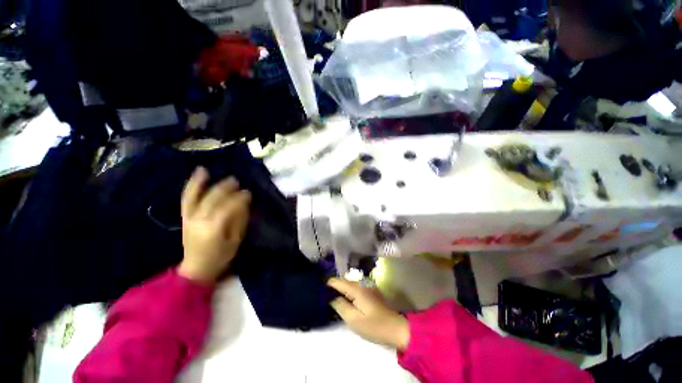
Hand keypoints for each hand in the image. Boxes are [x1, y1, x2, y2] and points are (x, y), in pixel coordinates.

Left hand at [178, 167, 250, 283]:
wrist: (197, 267)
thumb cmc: (221, 255)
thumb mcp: (236, 240)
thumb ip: (240, 220)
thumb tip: (245, 202)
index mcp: (214, 228)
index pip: (228, 207)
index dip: (239, 198)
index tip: (248, 193)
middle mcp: (199, 220)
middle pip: (213, 198)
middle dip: (226, 188)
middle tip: (237, 181)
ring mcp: (189, 217)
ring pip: (196, 195)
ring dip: (203, 182)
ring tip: (209, 170)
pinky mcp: (185, 216)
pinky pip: (187, 197)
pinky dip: (192, 185)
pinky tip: (198, 174)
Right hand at [327, 278, 409, 350]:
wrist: (395, 328)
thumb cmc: (374, 326)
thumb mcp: (354, 320)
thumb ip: (340, 306)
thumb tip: (331, 297)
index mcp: (357, 288)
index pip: (337, 281)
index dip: (327, 285)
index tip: (319, 291)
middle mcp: (362, 282)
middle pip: (343, 281)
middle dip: (334, 287)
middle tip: (324, 297)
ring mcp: (367, 285)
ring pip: (349, 283)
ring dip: (341, 289)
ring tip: (332, 299)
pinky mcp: (370, 290)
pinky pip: (355, 287)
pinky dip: (348, 291)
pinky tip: (346, 299)